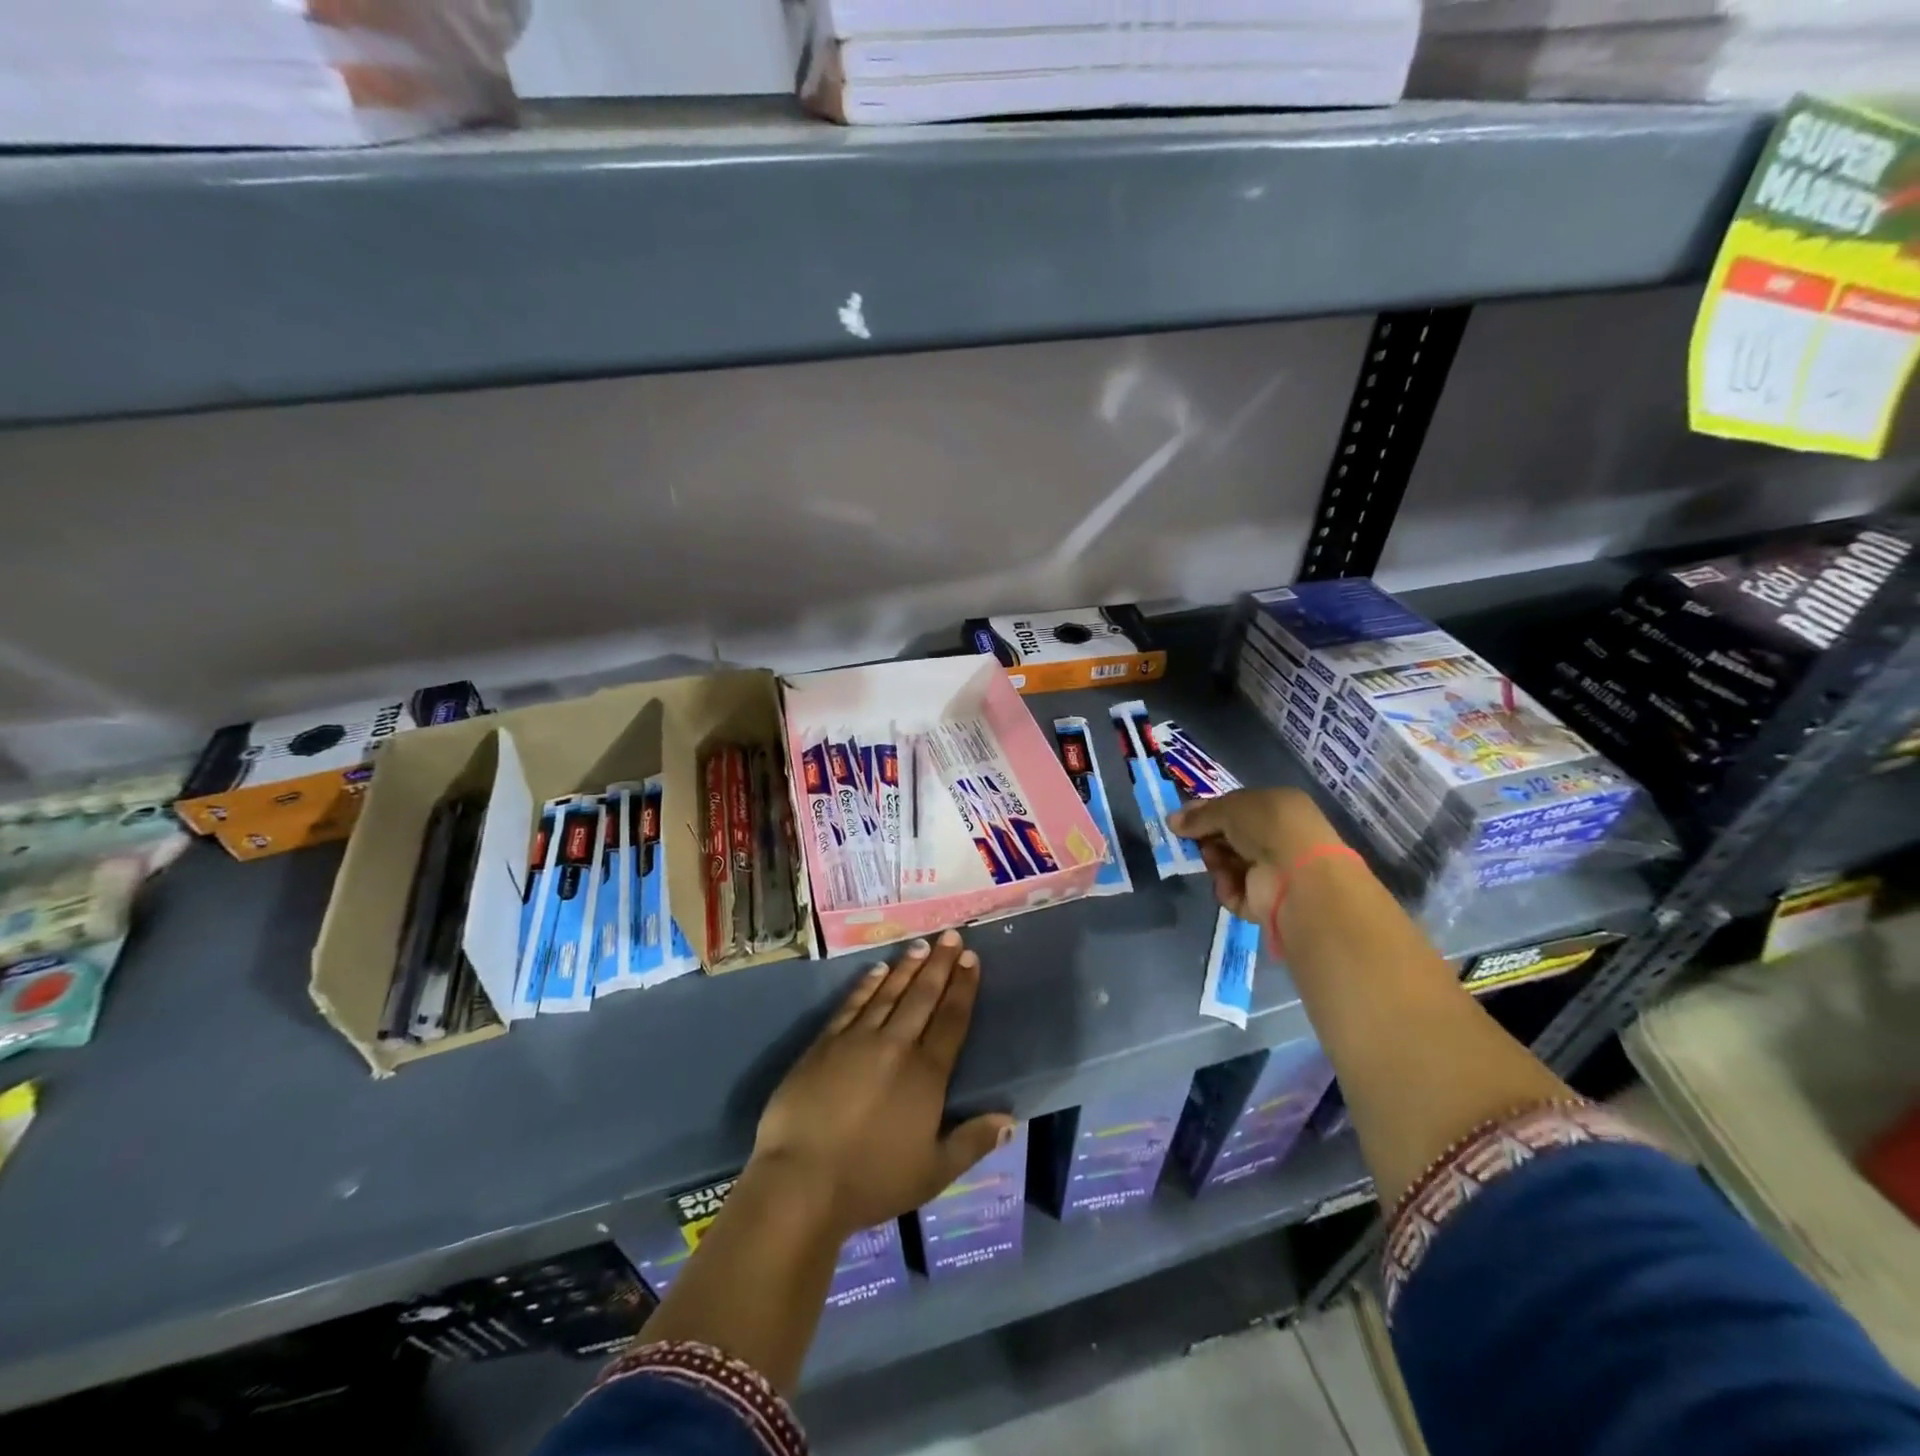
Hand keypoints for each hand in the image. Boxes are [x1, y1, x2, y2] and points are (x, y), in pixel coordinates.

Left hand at [752, 931, 1013, 1238]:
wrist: (802, 1180)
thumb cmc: (872, 1181)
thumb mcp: (933, 1172)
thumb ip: (972, 1142)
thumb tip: (1010, 1119)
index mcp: (926, 1074)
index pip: (952, 1019)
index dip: (963, 987)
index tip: (971, 958)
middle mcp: (896, 1046)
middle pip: (923, 996)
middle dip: (940, 964)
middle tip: (951, 935)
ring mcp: (857, 1040)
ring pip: (889, 993)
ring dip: (907, 968)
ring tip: (921, 945)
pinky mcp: (824, 1043)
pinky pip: (852, 1004)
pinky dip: (866, 985)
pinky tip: (876, 971)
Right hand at [1168, 788, 1346, 923]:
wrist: (1297, 876)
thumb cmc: (1268, 827)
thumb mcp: (1229, 808)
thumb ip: (1200, 815)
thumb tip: (1172, 821)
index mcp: (1278, 807)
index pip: (1236, 808)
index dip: (1208, 813)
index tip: (1181, 820)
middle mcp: (1278, 837)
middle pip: (1230, 838)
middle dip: (1208, 839)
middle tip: (1191, 841)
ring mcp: (1274, 871)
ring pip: (1228, 865)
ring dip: (1216, 863)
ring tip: (1214, 862)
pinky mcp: (1266, 902)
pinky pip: (1234, 891)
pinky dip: (1228, 888)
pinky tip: (1231, 883)